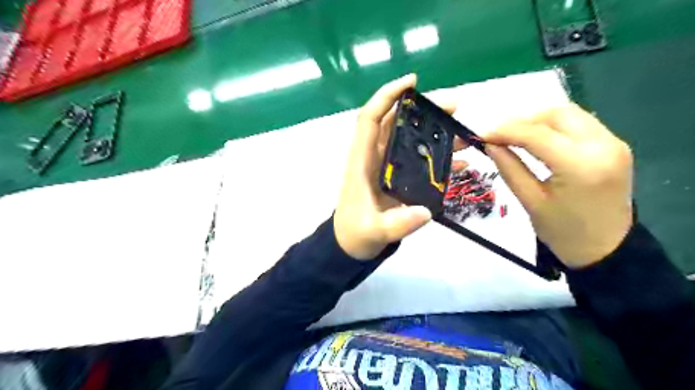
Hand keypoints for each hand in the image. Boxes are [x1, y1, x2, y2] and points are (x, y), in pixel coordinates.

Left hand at [335, 75, 460, 259]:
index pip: (370, 118)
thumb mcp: (372, 231)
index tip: (412, 82)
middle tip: (455, 106)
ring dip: (436, 132)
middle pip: (397, 123)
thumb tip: (424, 212)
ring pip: (411, 140)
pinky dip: (439, 158)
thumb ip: (395, 224)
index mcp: (362, 161)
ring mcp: (388, 167)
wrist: (352, 244)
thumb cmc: (355, 233)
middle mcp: (374, 158)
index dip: (387, 96)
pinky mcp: (399, 178)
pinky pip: (420, 161)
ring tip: (464, 132)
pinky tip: (460, 162)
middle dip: (424, 110)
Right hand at [484, 103, 633, 267]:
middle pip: (557, 115)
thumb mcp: (530, 201)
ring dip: (539, 120)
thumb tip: (490, 144)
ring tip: (514, 135)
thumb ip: (509, 168)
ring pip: (570, 114)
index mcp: (581, 167)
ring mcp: (614, 143)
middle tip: (498, 135)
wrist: (606, 249)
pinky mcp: (615, 145)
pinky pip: (580, 123)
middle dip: (523, 121)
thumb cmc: (563, 232)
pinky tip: (538, 138)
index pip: (537, 135)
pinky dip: (554, 126)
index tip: (481, 134)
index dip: (505, 130)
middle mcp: (603, 146)